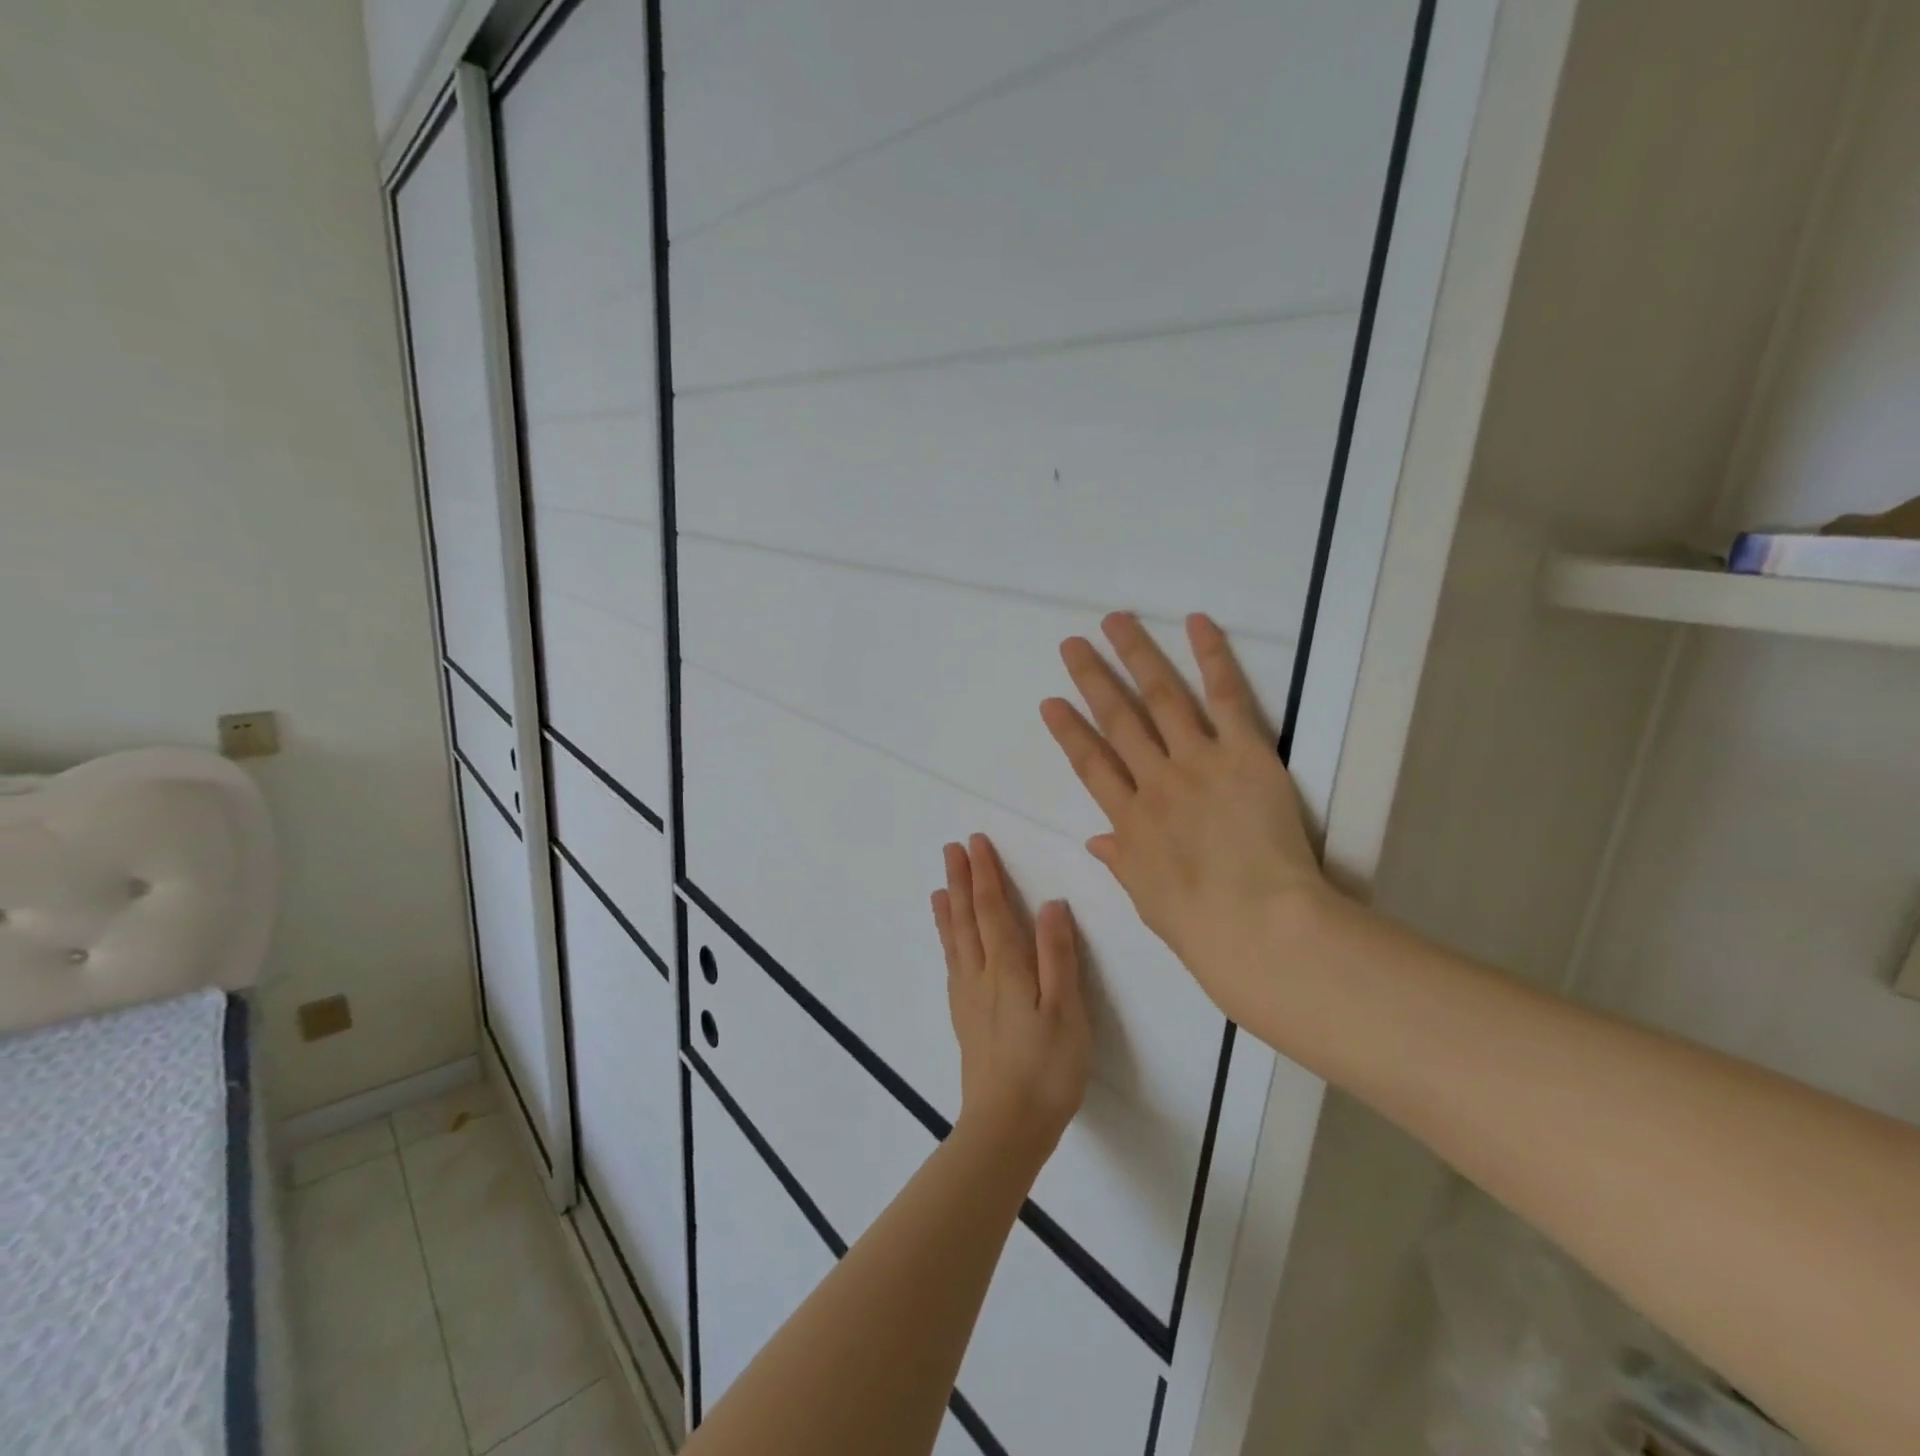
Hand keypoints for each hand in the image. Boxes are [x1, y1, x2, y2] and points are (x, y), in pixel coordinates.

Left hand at [931, 835, 1090, 1167]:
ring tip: (940, 887)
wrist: (1006, 1127)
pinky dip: (947, 943)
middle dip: (960, 881)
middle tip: (950, 850)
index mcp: (1007, 968)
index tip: (975, 843)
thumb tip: (1050, 903)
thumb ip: (1057, 955)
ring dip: (949, 909)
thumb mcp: (1065, 1010)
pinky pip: (952, 966)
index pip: (992, 909)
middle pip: (966, 919)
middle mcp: (980, 975)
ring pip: (954, 941)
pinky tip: (950, 946)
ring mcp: (968, 998)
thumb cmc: (1046, 1068)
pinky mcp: (965, 1020)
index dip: (985, 874)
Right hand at [1040, 612, 1329, 1022]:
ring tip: (1115, 622)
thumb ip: (1123, 860)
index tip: (1051, 703)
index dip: (1069, 731)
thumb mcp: (1148, 898)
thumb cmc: (1201, 926)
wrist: (1258, 925)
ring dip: (1136, 655)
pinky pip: (1225, 697)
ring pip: (1161, 697)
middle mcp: (1155, 781)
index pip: (1091, 765)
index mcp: (1130, 821)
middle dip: (1092, 679)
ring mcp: (1197, 762)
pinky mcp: (1243, 753)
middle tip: (1072, 644)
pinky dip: (1211, 658)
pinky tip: (1196, 624)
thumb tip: (1097, 840)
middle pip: (1118, 720)